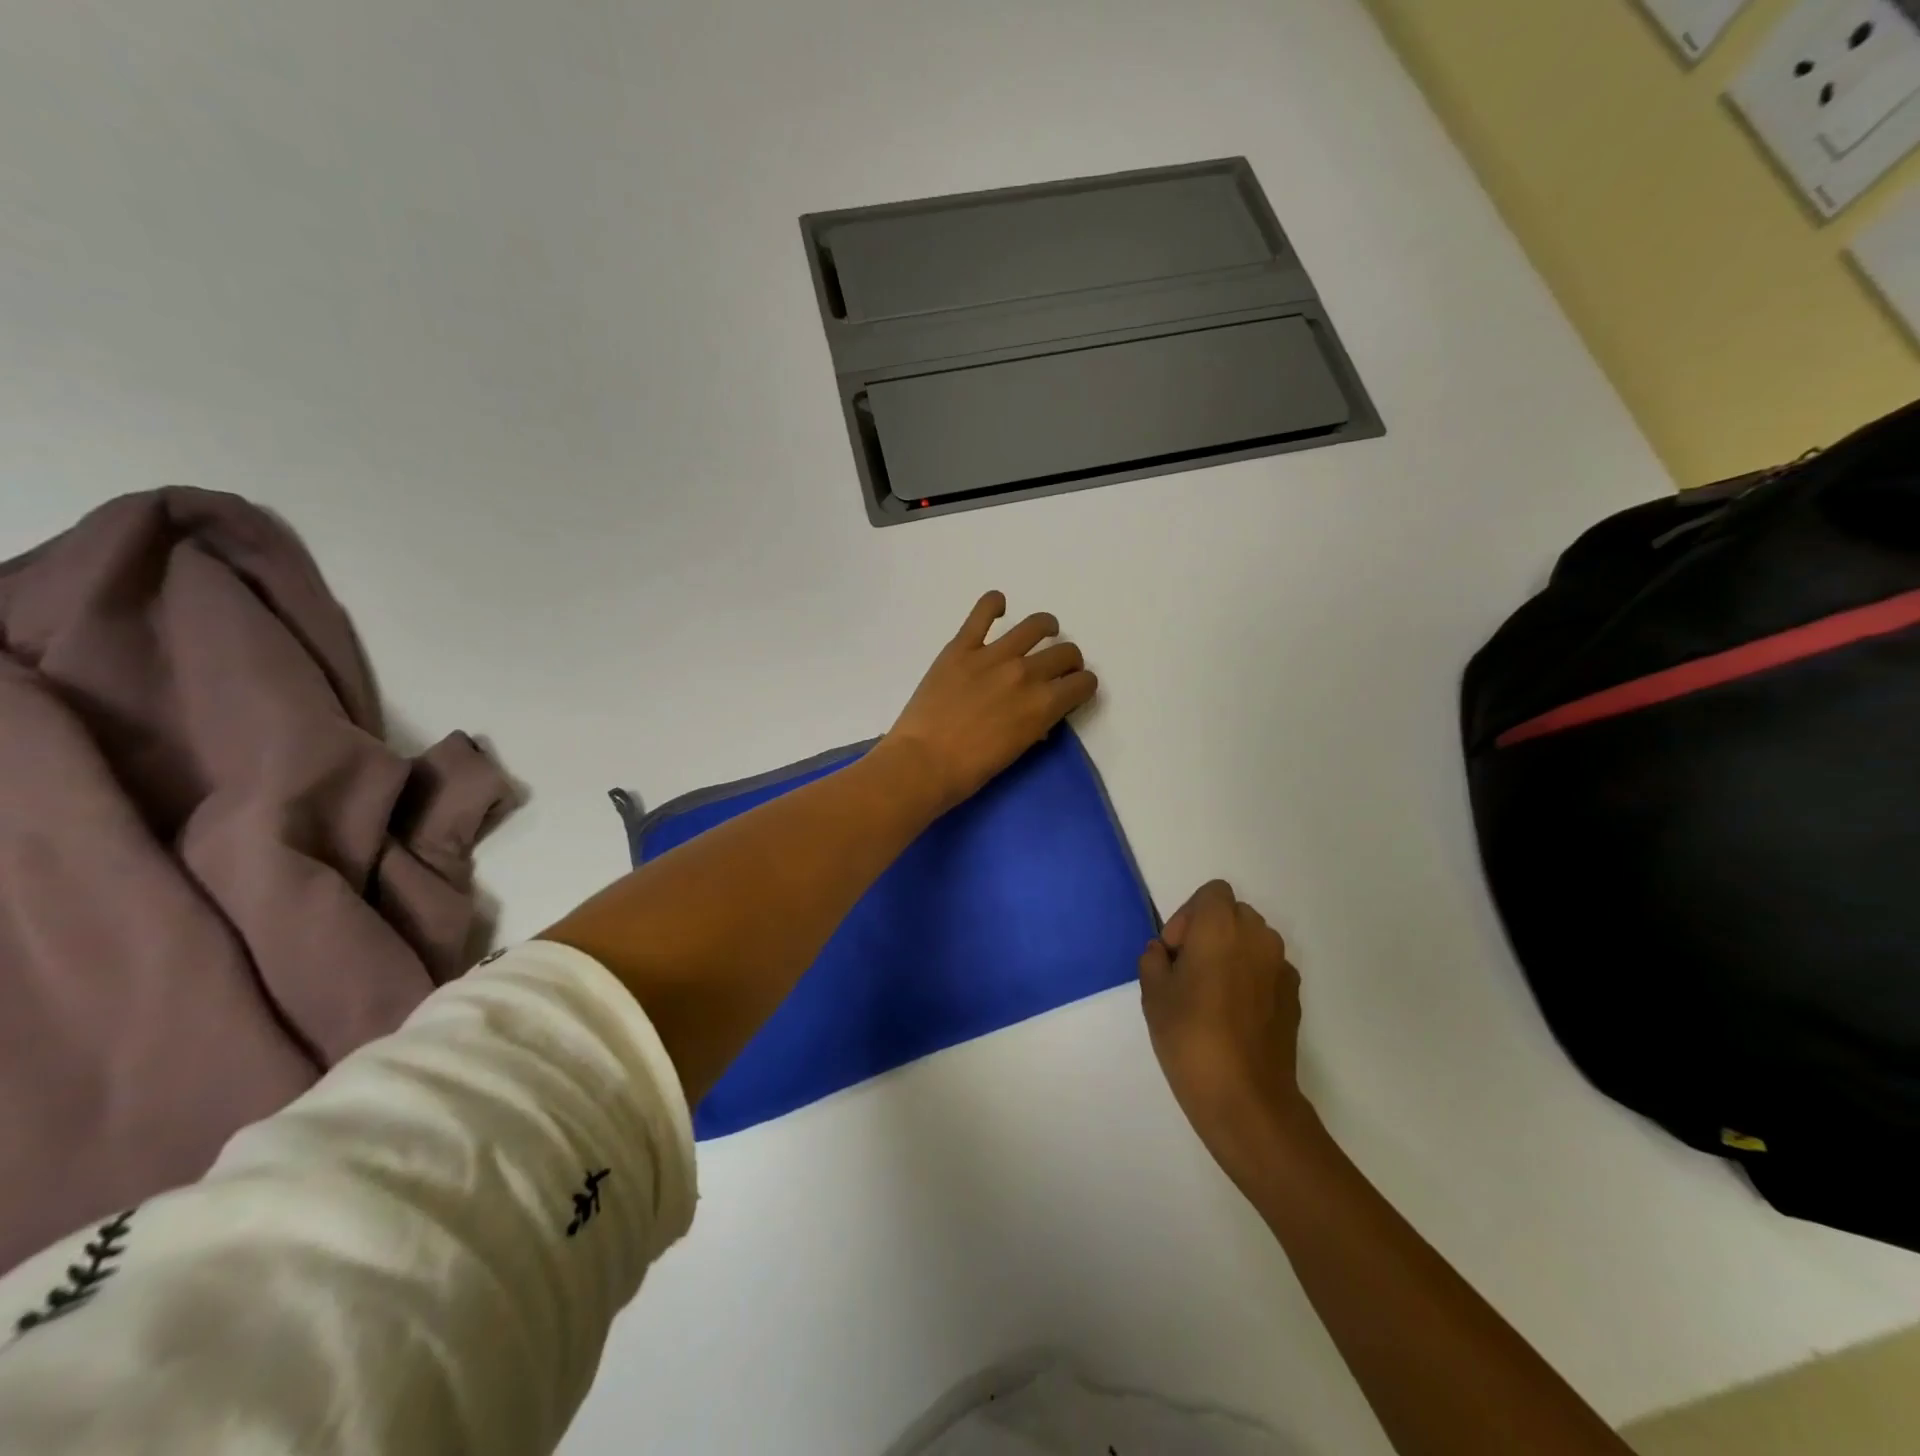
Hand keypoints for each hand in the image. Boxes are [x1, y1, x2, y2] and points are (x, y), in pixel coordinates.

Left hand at [882, 591, 1097, 813]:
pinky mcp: (962, 647)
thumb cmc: (970, 770)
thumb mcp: (1017, 750)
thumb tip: (1037, 713)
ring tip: (1042, 632)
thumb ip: (1034, 724)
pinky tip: (998, 606)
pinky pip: (983, 612)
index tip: (1072, 689)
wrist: (923, 762)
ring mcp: (993, 656)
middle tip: (1056, 668)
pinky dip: (994, 603)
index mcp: (1044, 704)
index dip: (1082, 686)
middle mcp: (1026, 673)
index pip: (1083, 683)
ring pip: (1036, 625)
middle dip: (1068, 661)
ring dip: (1046, 628)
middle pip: (1066, 653)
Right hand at [1140, 880, 1313, 1185]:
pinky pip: (1267, 970)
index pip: (1212, 893)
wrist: (1246, 1098)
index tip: (1176, 952)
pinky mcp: (1294, 997)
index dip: (1189, 915)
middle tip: (1188, 971)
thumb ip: (1154, 960)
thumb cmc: (1190, 1037)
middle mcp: (1258, 937)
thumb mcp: (1153, 994)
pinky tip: (1233, 1016)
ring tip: (1210, 994)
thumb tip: (1164, 953)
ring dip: (1231, 954)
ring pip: (1253, 941)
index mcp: (1221, 927)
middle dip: (1209, 932)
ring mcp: (1281, 968)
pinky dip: (1250, 978)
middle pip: (1234, 914)